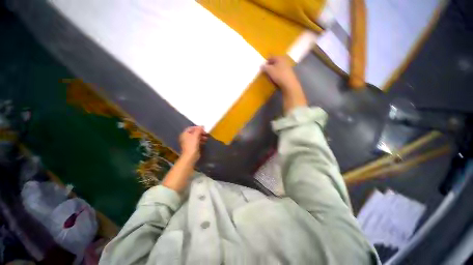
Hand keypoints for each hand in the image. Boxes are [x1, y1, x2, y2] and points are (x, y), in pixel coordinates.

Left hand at [179, 126, 207, 161]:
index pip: (191, 128)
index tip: (203, 128)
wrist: (190, 156)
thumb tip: (202, 125)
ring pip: (195, 137)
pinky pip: (196, 142)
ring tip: (206, 138)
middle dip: (200, 133)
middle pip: (193, 133)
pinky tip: (204, 141)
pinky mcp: (191, 147)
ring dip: (201, 137)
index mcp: (184, 134)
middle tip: (206, 133)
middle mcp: (185, 137)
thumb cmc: (192, 144)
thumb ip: (199, 130)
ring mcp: (188, 142)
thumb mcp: (195, 135)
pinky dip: (200, 141)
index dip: (197, 127)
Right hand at [261, 56, 301, 93]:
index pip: (271, 57)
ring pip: (279, 67)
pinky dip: (279, 74)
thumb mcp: (269, 70)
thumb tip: (262, 65)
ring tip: (271, 76)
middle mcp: (285, 61)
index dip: (266, 61)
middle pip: (276, 62)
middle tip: (267, 71)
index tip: (263, 66)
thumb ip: (264, 67)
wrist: (290, 85)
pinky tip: (277, 79)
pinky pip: (282, 72)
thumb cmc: (279, 75)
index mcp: (279, 58)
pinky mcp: (290, 74)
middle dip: (271, 66)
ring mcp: (289, 67)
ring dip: (275, 70)